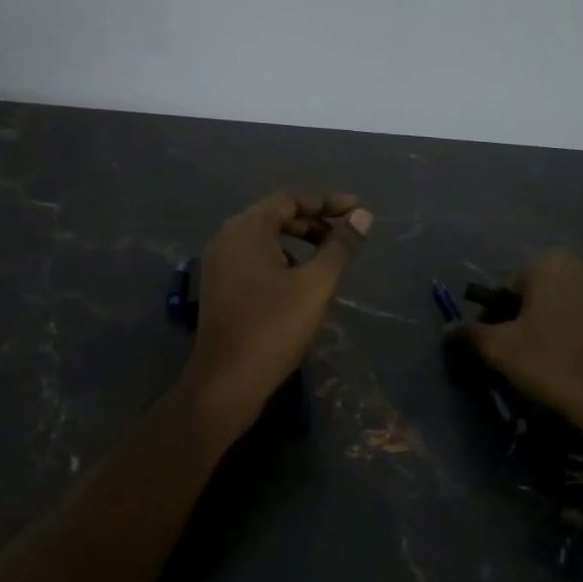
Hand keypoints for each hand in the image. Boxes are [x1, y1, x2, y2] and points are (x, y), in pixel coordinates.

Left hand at [177, 191, 371, 440]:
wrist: (226, 381)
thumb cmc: (273, 327)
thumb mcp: (316, 284)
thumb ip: (340, 246)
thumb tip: (363, 216)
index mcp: (246, 228)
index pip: (291, 199)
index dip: (327, 202)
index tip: (358, 210)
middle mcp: (227, 237)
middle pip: (276, 215)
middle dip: (314, 222)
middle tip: (346, 235)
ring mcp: (219, 263)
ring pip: (265, 238)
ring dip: (298, 242)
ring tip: (328, 258)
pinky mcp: (219, 286)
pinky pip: (254, 258)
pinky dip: (281, 260)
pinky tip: (300, 282)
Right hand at [453, 251, 582, 478]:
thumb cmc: (555, 364)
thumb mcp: (500, 350)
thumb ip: (470, 334)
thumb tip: (449, 329)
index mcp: (551, 263)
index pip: (510, 285)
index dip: (497, 316)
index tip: (496, 345)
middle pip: (547, 294)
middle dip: (534, 319)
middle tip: (526, 356)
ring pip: (581, 309)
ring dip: (567, 329)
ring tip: (562, 367)